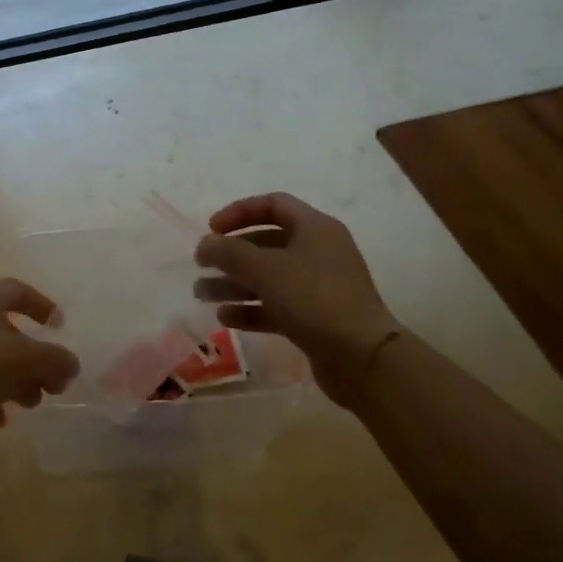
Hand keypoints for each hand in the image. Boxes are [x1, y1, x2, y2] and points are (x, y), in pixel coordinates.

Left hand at [0, 279, 77, 440]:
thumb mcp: (25, 360)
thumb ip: (55, 360)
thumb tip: (71, 365)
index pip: (18, 290)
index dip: (42, 305)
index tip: (60, 326)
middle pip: (6, 329)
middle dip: (32, 357)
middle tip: (50, 382)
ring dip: (13, 379)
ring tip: (29, 403)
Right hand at [194, 193, 398, 396]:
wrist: (362, 357)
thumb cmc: (313, 298)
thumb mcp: (265, 269)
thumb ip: (229, 252)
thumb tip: (205, 243)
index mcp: (315, 228)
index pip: (273, 205)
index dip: (239, 212)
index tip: (212, 229)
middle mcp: (318, 252)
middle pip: (266, 243)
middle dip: (230, 254)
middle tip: (201, 265)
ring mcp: (318, 287)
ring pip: (268, 277)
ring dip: (233, 283)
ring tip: (202, 294)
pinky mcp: (315, 318)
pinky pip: (276, 305)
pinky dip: (250, 308)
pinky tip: (225, 318)